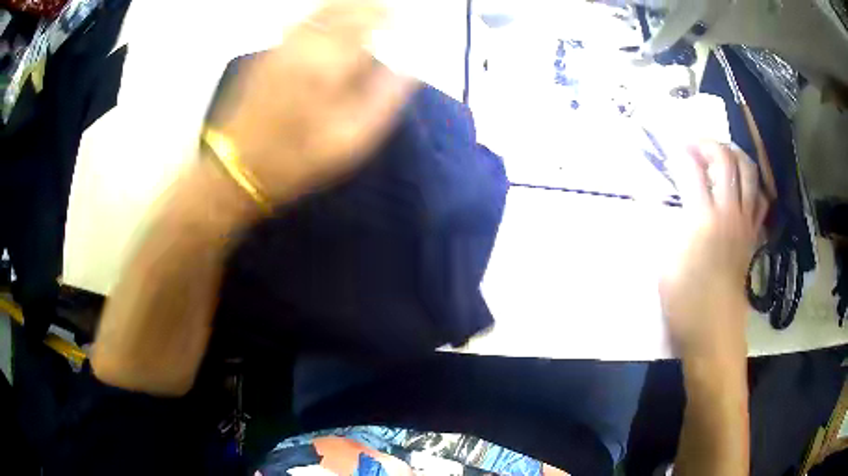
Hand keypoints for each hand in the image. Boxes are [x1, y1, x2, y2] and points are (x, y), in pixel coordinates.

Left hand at [214, 0, 416, 202]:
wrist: (237, 167)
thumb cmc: (298, 159)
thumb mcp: (351, 140)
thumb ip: (384, 98)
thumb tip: (408, 67)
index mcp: (329, 63)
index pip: (367, 21)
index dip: (387, 17)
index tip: (401, 20)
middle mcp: (305, 44)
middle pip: (342, 8)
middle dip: (368, 6)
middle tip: (386, 12)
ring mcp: (282, 46)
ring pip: (319, 11)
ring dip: (346, 7)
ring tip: (363, 12)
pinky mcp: (267, 54)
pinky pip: (300, 22)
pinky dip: (322, 15)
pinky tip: (329, 24)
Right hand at [660, 142, 768, 361]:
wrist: (714, 334)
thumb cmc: (684, 304)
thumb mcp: (664, 264)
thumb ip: (664, 224)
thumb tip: (657, 197)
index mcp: (702, 220)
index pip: (691, 169)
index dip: (677, 152)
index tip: (666, 149)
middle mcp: (728, 214)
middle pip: (725, 159)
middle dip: (706, 143)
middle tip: (692, 145)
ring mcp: (745, 224)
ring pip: (749, 172)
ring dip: (733, 154)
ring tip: (719, 155)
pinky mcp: (753, 236)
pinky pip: (760, 199)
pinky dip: (752, 184)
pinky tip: (741, 185)